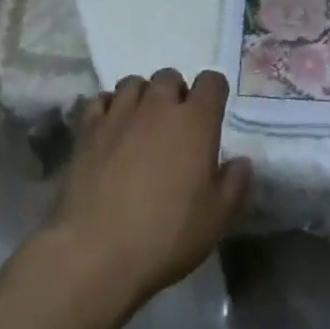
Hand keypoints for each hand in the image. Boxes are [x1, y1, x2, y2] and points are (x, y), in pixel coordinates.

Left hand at [43, 69, 251, 311]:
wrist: (97, 251)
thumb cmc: (166, 235)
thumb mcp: (217, 218)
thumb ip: (235, 184)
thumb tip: (241, 162)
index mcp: (196, 121)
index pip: (211, 82)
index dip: (214, 92)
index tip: (213, 112)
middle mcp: (158, 107)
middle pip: (170, 77)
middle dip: (176, 93)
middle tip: (176, 124)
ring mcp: (120, 114)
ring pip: (134, 83)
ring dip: (143, 96)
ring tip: (142, 123)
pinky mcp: (88, 130)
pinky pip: (100, 100)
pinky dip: (109, 107)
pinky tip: (111, 129)